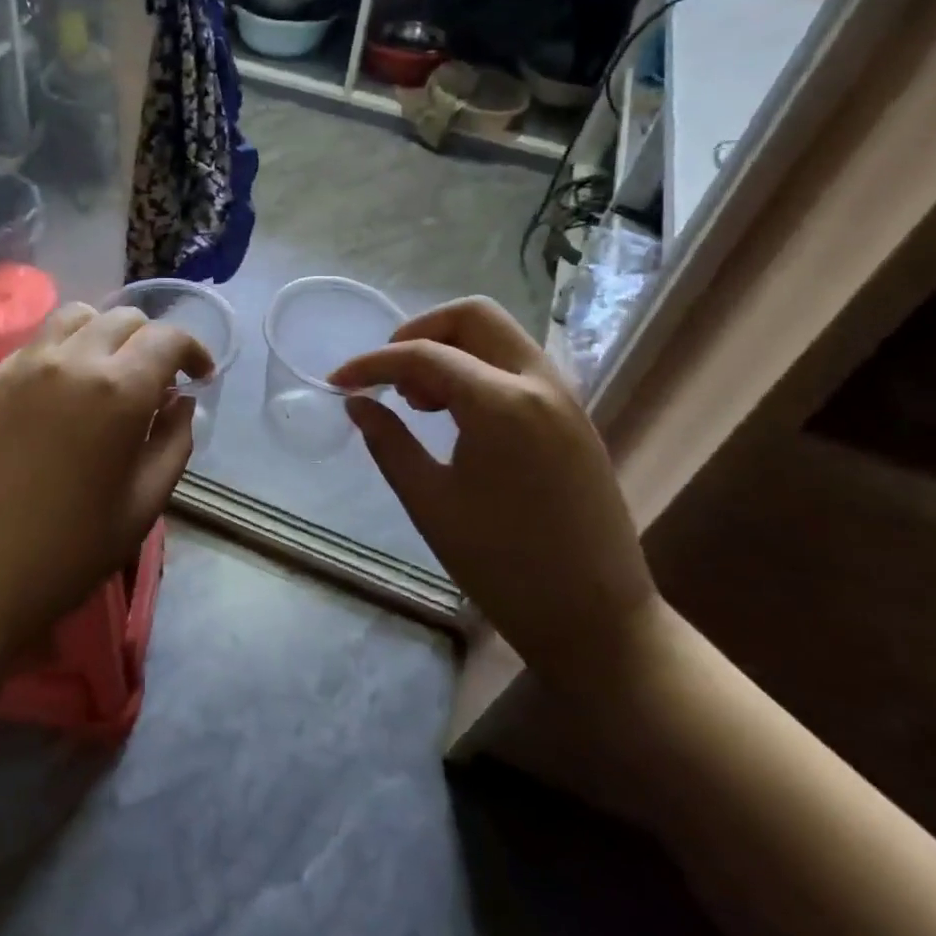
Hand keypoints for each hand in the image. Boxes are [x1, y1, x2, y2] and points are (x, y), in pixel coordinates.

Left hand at [0, 304, 211, 658]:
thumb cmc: (67, 552)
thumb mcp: (144, 506)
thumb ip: (174, 442)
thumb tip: (180, 402)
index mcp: (117, 391)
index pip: (168, 338)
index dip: (193, 351)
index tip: (200, 378)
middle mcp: (71, 361)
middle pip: (124, 319)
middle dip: (152, 342)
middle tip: (156, 383)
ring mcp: (23, 365)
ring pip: (76, 318)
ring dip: (105, 335)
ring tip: (108, 375)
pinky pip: (37, 342)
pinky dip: (65, 350)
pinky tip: (62, 393)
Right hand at [330, 297, 660, 689]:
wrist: (597, 618)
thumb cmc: (503, 566)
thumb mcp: (430, 503)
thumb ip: (388, 442)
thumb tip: (358, 402)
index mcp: (502, 404)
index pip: (424, 355)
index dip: (373, 363)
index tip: (338, 381)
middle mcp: (540, 383)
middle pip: (474, 317)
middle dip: (420, 332)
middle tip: (390, 377)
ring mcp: (564, 397)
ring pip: (500, 337)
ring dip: (453, 349)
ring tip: (420, 401)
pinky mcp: (574, 418)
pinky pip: (518, 366)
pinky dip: (480, 369)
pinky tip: (458, 415)